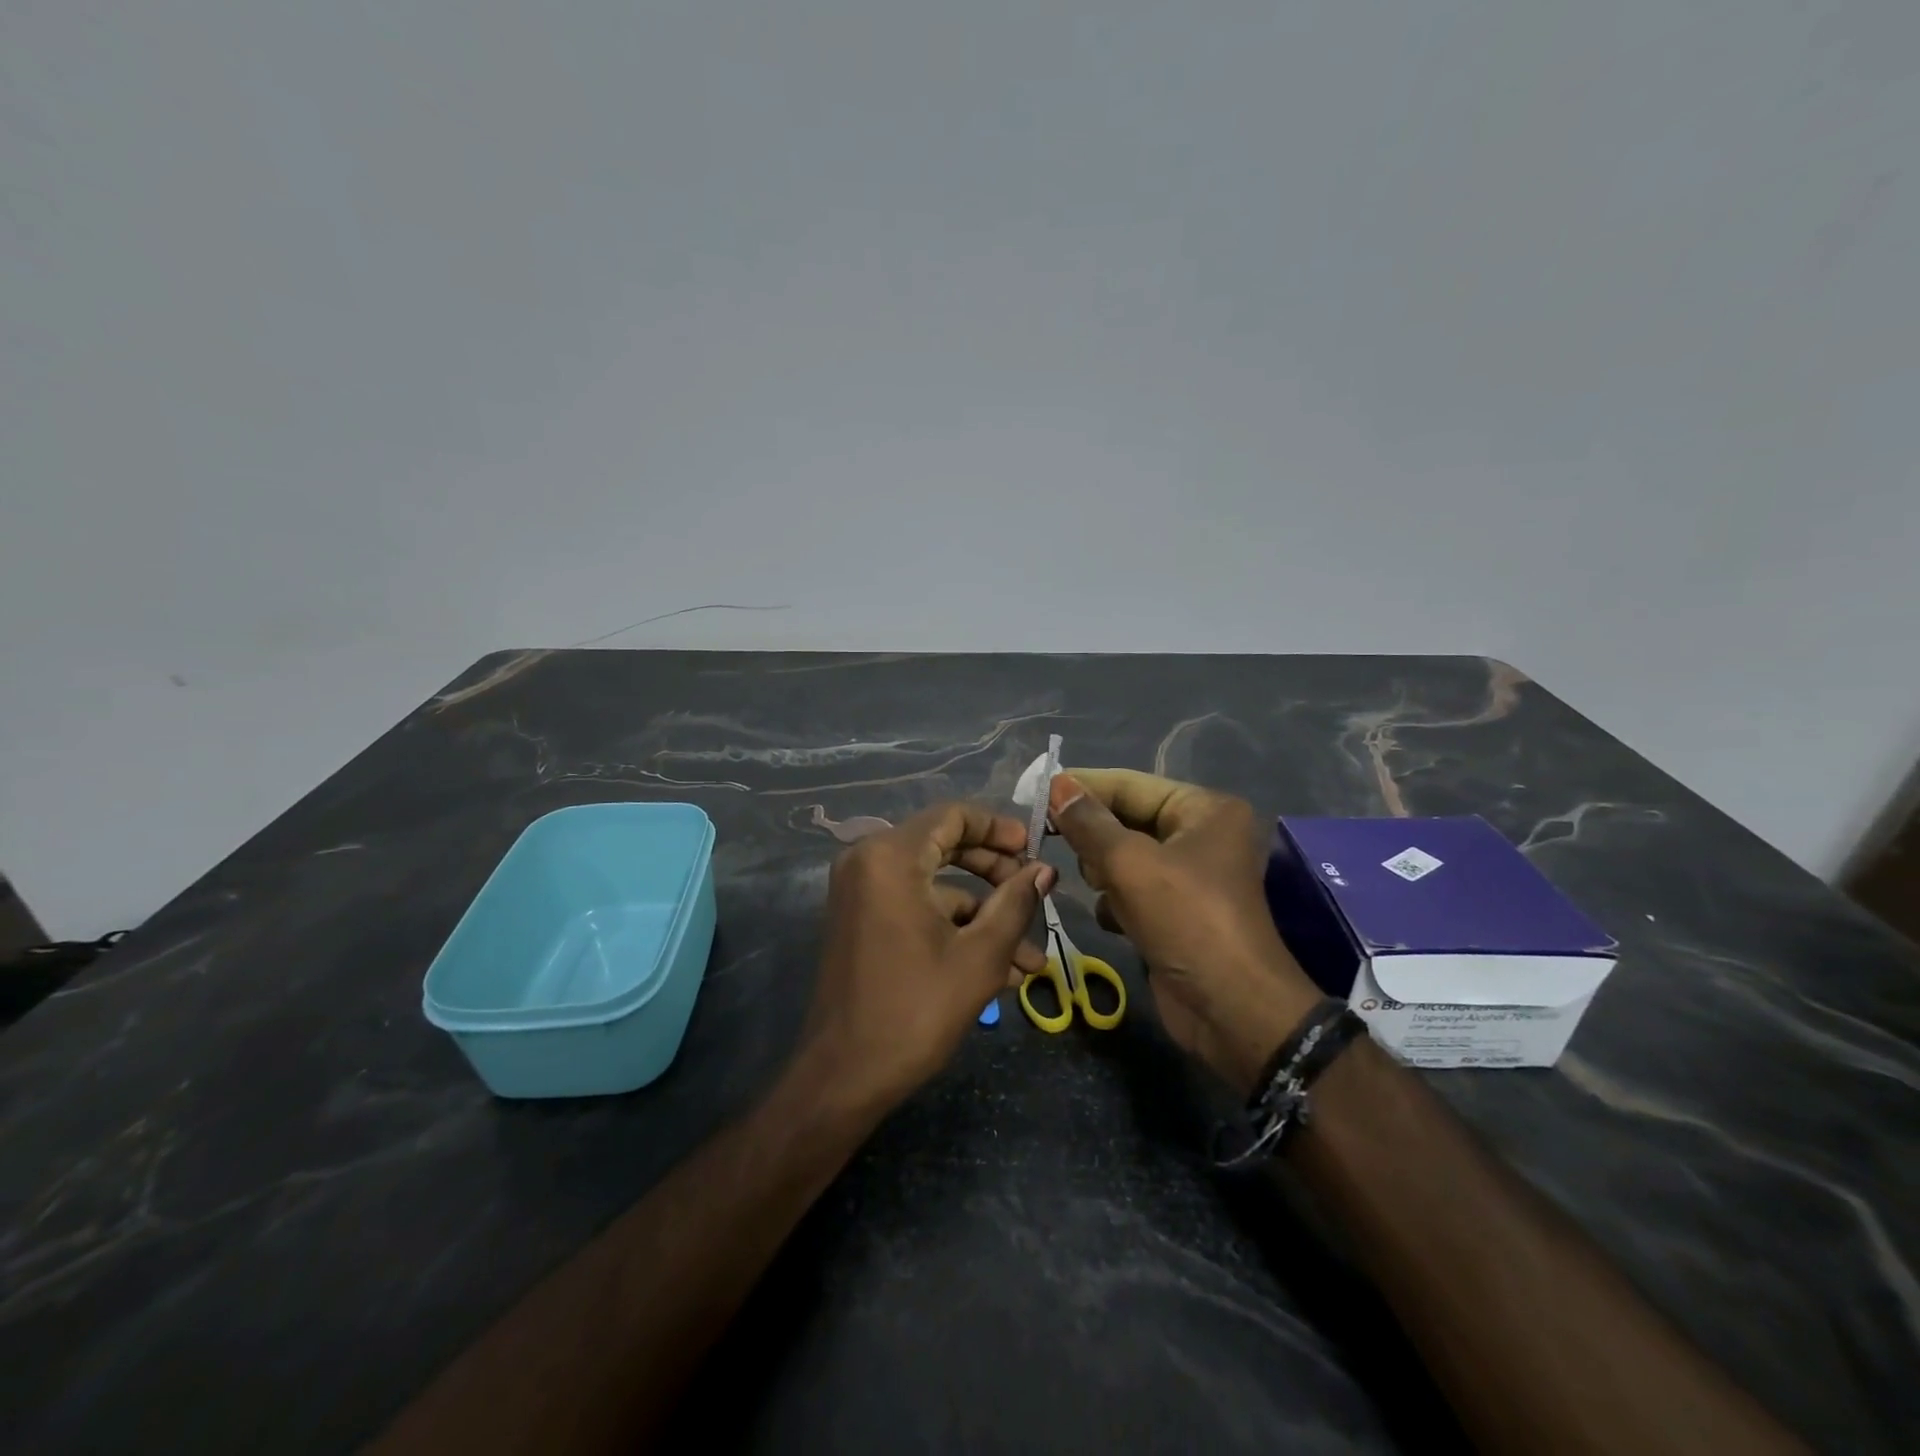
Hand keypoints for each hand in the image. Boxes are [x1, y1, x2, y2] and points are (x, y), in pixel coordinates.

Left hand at [802, 802, 1054, 1111]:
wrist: (844, 1077)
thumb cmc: (915, 1010)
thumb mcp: (980, 956)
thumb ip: (1015, 903)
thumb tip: (1044, 871)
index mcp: (890, 856)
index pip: (953, 816)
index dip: (999, 828)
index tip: (1034, 851)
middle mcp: (868, 861)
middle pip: (944, 845)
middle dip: (996, 874)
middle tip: (1035, 896)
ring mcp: (861, 892)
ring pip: (935, 885)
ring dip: (982, 915)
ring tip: (1029, 959)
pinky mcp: (861, 920)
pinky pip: (915, 907)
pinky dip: (953, 928)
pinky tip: (998, 970)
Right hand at [1047, 770, 1320, 1095]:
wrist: (1231, 1010)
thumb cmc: (1186, 920)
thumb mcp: (1130, 864)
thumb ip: (1088, 823)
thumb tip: (1057, 785)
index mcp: (1203, 810)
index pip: (1130, 784)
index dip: (1082, 786)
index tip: (1036, 791)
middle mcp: (1200, 835)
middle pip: (1126, 818)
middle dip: (1094, 836)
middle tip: (1056, 844)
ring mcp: (1188, 876)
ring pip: (1123, 856)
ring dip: (1104, 872)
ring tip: (1101, 888)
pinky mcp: (1175, 912)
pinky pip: (1131, 890)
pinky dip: (1116, 901)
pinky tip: (1113, 918)